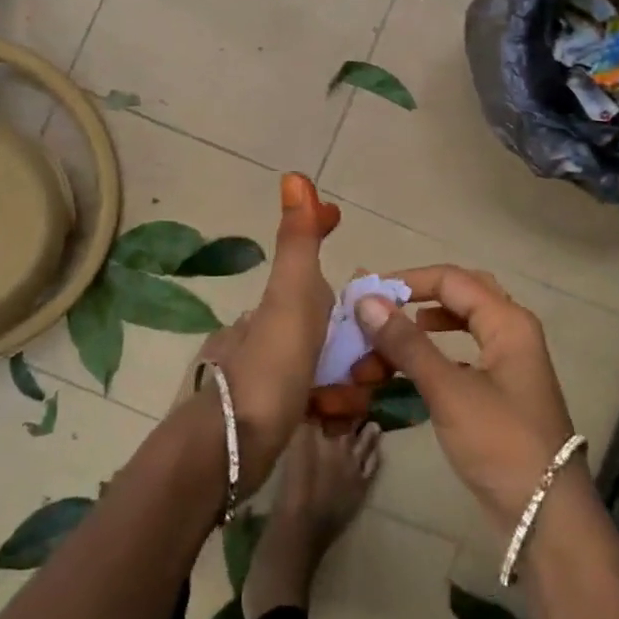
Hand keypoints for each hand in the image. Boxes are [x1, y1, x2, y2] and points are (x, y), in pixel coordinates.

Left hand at [187, 173, 337, 496]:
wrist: (233, 443)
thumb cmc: (272, 363)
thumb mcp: (292, 294)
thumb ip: (299, 240)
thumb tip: (294, 174)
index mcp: (290, 298)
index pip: (329, 274)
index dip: (356, 282)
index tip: (384, 313)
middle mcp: (287, 328)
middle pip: (347, 332)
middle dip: (364, 351)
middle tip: (367, 371)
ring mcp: (284, 368)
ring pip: (340, 369)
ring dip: (349, 386)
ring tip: (339, 404)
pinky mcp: (285, 407)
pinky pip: (326, 401)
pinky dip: (332, 410)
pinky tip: (326, 421)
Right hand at [355, 266, 576, 536]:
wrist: (545, 516)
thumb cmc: (501, 443)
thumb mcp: (449, 390)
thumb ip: (407, 343)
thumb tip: (366, 300)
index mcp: (508, 322)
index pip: (452, 280)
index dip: (407, 281)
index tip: (366, 294)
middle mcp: (511, 333)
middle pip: (459, 296)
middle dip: (416, 301)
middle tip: (380, 311)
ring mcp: (507, 364)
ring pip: (459, 328)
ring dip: (420, 332)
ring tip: (386, 344)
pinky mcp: (499, 392)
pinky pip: (461, 358)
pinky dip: (432, 357)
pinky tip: (409, 372)